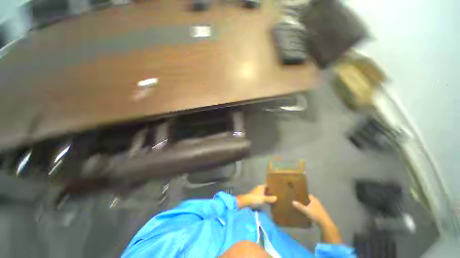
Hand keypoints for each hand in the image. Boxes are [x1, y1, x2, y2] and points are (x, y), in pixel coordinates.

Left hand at [237, 185, 276, 208]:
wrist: (246, 201)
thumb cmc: (255, 198)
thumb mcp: (263, 199)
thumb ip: (269, 198)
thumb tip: (276, 197)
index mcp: (261, 187)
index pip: (267, 185)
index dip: (272, 187)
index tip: (277, 189)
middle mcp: (259, 189)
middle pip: (266, 189)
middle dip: (270, 191)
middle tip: (277, 194)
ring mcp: (257, 193)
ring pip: (264, 193)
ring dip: (267, 195)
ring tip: (273, 198)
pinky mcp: (256, 197)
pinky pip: (262, 197)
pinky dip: (265, 198)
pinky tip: (268, 202)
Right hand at [292, 195, 331, 224]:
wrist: (325, 223)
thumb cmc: (316, 214)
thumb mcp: (306, 210)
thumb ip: (299, 206)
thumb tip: (292, 201)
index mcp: (314, 200)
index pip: (309, 195)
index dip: (304, 195)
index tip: (299, 195)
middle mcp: (317, 202)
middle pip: (310, 200)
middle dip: (305, 200)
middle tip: (299, 201)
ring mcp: (319, 208)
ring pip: (312, 205)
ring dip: (308, 206)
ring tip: (302, 207)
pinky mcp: (320, 213)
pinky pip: (314, 209)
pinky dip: (310, 210)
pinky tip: (307, 213)